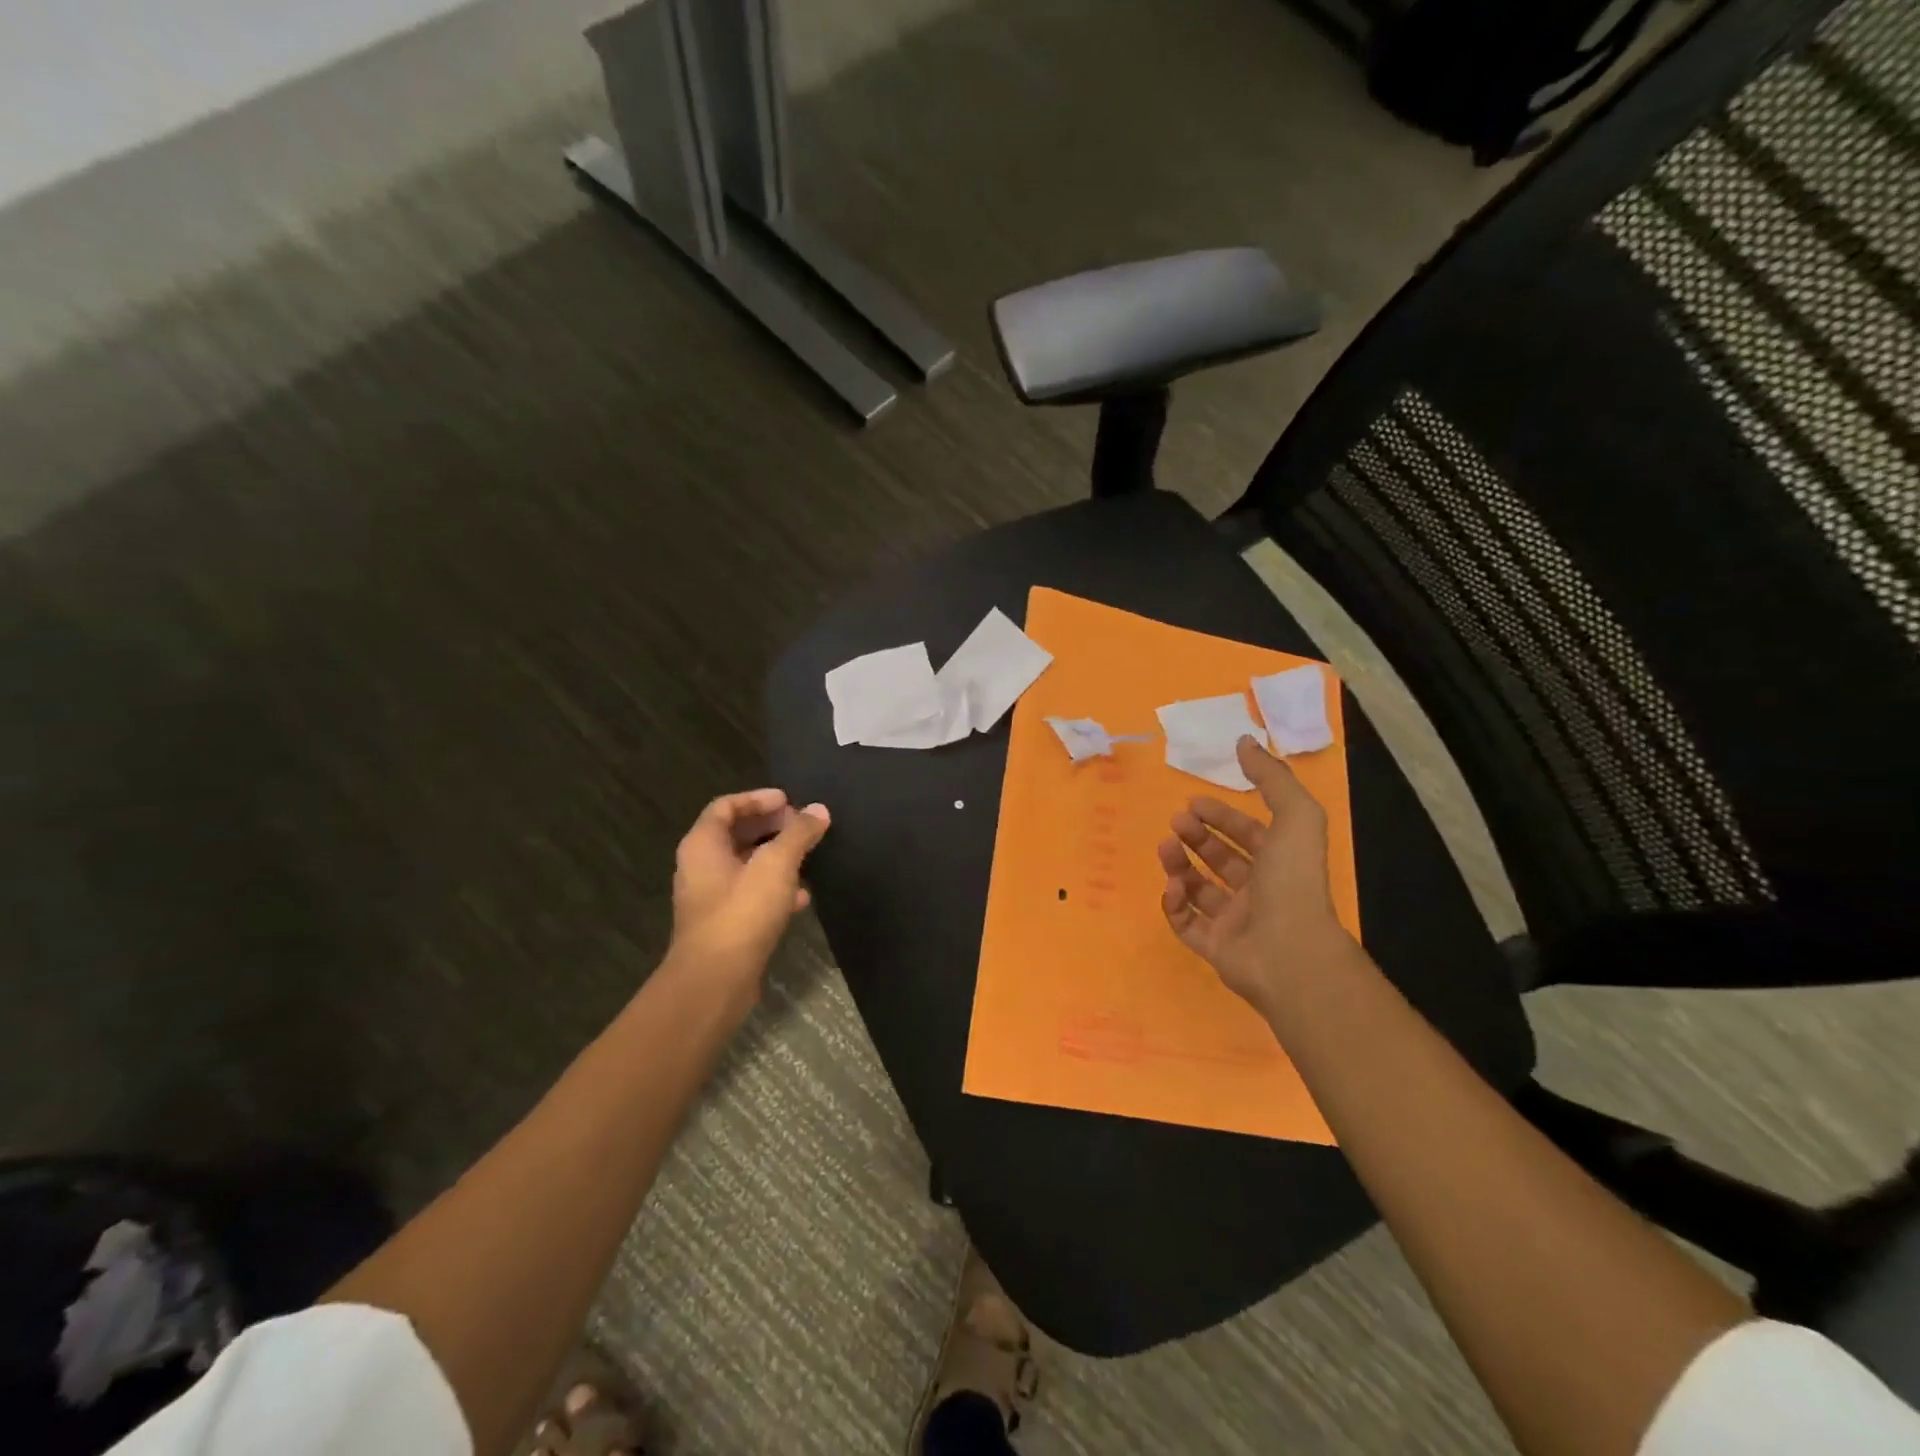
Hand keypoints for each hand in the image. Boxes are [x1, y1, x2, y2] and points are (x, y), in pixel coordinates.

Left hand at [669, 789, 829, 998]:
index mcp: (703, 844)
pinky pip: (749, 894)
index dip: (758, 798)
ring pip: (745, 866)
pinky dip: (774, 888)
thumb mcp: (777, 864)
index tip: (789, 801)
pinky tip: (802, 896)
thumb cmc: (742, 911)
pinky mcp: (723, 924)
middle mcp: (700, 866)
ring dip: (775, 857)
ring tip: (807, 856)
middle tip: (802, 825)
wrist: (715, 979)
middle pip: (735, 834)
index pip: (726, 806)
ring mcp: (710, 898)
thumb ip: (799, 833)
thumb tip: (819, 810)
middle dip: (770, 826)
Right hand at [1156, 736, 1345, 1012]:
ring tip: (1165, 849)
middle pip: (1221, 859)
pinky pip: (1186, 923)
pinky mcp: (1214, 948)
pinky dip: (1174, 904)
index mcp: (1280, 864)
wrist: (1289, 951)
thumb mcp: (1295, 817)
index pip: (1248, 834)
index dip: (1222, 816)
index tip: (1192, 803)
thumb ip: (1272, 778)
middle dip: (1197, 837)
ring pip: (1199, 888)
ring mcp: (1236, 922)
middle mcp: (1259, 892)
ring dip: (1180, 865)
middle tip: (1175, 822)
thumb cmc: (1292, 881)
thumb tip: (1244, 740)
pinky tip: (1172, 887)